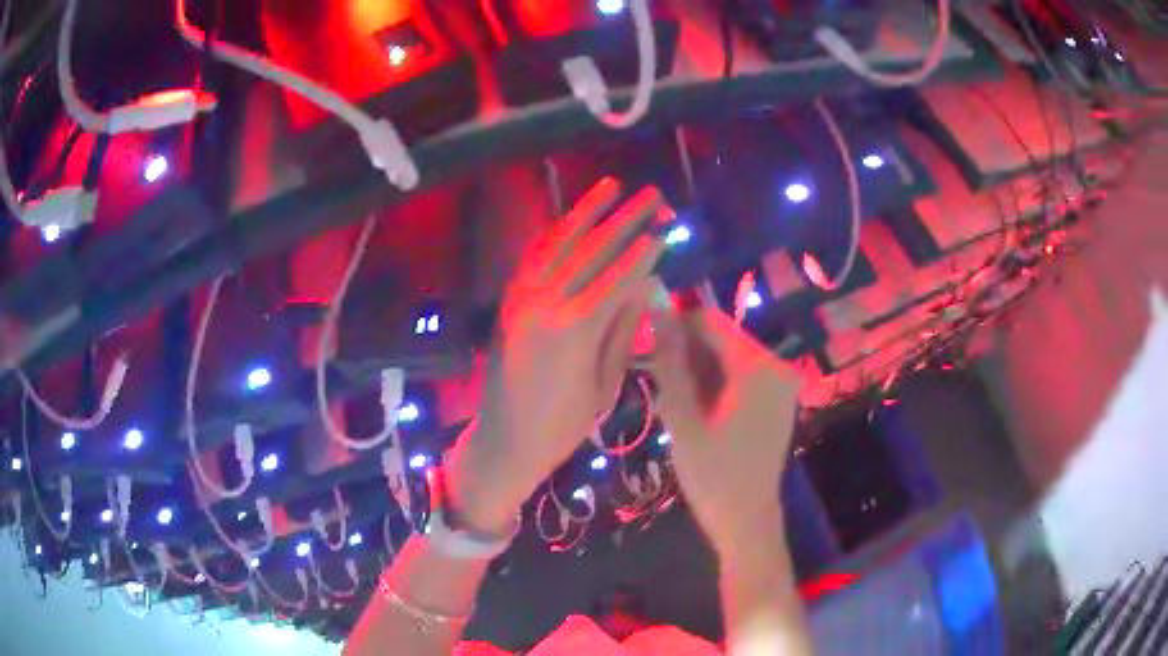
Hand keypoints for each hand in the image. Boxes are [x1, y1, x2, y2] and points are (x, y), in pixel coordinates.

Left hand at [447, 178, 667, 532]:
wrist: (506, 440)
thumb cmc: (563, 425)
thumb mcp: (605, 383)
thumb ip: (623, 328)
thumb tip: (645, 283)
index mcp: (576, 329)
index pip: (620, 275)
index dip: (645, 249)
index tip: (666, 226)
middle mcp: (546, 302)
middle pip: (593, 249)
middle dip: (625, 218)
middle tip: (651, 194)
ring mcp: (522, 298)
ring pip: (558, 243)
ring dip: (585, 212)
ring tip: (610, 186)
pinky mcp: (509, 301)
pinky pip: (533, 257)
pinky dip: (554, 233)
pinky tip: (569, 218)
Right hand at [649, 304, 803, 553]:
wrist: (746, 521)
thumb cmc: (713, 475)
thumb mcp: (683, 418)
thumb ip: (671, 364)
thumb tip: (657, 315)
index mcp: (757, 366)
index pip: (709, 322)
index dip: (674, 327)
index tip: (647, 347)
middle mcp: (775, 366)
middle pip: (721, 339)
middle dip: (686, 353)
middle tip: (658, 381)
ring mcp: (780, 384)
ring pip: (728, 358)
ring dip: (699, 370)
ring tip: (676, 401)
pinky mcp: (777, 400)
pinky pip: (741, 376)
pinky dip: (716, 385)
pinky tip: (697, 409)